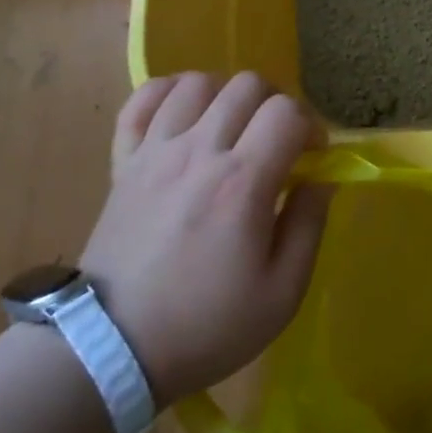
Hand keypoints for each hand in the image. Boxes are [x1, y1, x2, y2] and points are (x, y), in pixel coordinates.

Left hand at [83, 72, 332, 403]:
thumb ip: (309, 225)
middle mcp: (198, 152)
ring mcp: (155, 152)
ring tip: (232, 128)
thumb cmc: (205, 326)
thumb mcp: (282, 293)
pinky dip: (168, 92)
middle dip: (275, 104)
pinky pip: (142, 100)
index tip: (312, 157)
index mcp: (242, 182)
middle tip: (277, 141)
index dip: (311, 127)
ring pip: (198, 82)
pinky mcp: (123, 161)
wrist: (111, 350)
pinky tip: (184, 112)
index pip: (287, 112)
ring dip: (226, 95)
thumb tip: (321, 178)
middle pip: (247, 85)